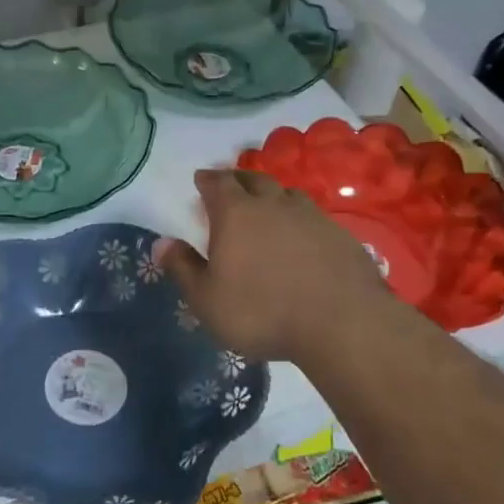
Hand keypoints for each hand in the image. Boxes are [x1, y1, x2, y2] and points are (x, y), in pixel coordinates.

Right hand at [157, 169, 399, 367]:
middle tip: (231, 187)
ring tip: (267, 206)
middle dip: (239, 180)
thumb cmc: (262, 312)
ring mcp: (311, 216)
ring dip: (273, 195)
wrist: (342, 324)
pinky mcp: (340, 234)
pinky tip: (302, 235)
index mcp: (236, 214)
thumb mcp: (207, 300)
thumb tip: (161, 243)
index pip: (218, 183)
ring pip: (287, 193)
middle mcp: (273, 204)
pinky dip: (300, 219)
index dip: (207, 179)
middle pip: (254, 180)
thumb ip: (183, 269)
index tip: (201, 179)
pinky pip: (313, 216)